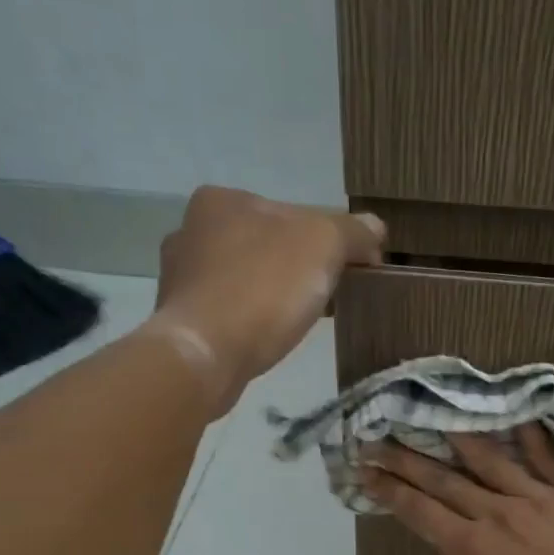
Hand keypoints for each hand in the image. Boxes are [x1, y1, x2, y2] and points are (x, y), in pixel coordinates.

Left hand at [148, 186, 383, 414]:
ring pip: (246, 279)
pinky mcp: (179, 319)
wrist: (205, 354)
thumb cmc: (263, 287)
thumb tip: (375, 229)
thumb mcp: (324, 244)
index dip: (329, 241)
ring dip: (273, 295)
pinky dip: (250, 320)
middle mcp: (191, 230)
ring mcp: (180, 277)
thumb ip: (353, 232)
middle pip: (267, 245)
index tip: (351, 270)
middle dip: (298, 268)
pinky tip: (267, 338)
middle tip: (327, 298)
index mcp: (222, 200)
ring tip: (298, 322)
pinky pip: (228, 312)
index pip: (292, 214)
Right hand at [362, 424, 553, 554]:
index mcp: (472, 549)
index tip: (365, 470)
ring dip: (457, 435)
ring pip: (489, 458)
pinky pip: (548, 457)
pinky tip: (515, 413)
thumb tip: (459, 541)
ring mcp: (536, 498)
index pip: (419, 512)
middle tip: (378, 437)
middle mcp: (496, 514)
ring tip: (435, 412)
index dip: (389, 490)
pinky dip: (530, 434)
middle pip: (443, 480)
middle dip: (405, 458)